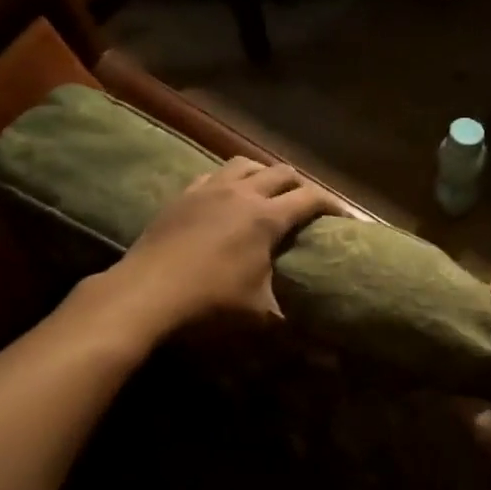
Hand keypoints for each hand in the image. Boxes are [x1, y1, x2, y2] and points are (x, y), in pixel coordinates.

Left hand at [93, 156, 338, 336]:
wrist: (146, 293)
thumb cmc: (209, 302)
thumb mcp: (257, 312)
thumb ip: (285, 312)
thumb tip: (302, 326)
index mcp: (266, 217)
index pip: (310, 198)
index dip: (332, 204)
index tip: (344, 217)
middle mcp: (241, 193)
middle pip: (281, 172)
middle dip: (300, 185)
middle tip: (307, 204)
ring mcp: (208, 189)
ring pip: (244, 164)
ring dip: (263, 174)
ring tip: (267, 191)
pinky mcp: (182, 196)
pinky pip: (212, 175)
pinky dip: (228, 181)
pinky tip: (225, 197)